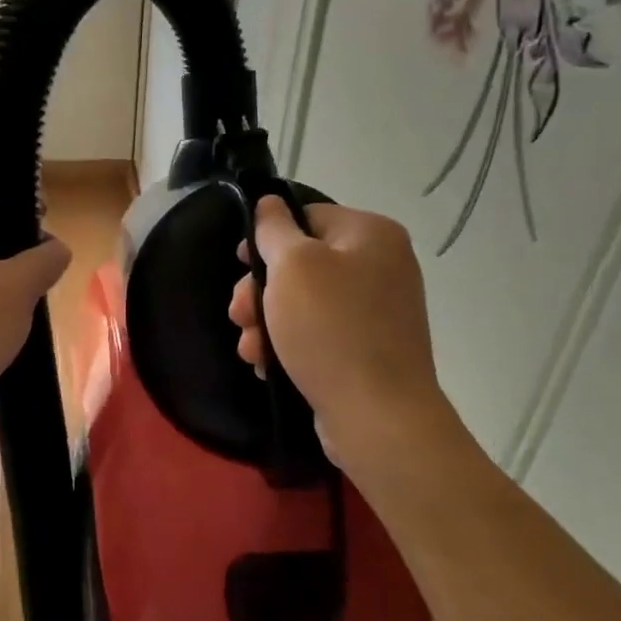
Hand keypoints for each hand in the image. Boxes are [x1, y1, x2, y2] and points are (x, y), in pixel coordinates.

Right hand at [228, 197, 448, 479]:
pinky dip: (289, 344)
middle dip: (261, 290)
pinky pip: (319, 333)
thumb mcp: (292, 266)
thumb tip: (270, 203)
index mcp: (372, 234)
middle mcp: (382, 266)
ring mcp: (377, 311)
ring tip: (249, 348)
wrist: (378, 417)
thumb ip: (274, 228)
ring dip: (267, 321)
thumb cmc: (330, 329)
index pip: (308, 216)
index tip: (240, 263)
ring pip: (304, 302)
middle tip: (238, 314)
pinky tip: (267, 364)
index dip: (267, 236)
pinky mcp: (368, 349)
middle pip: (302, 262)